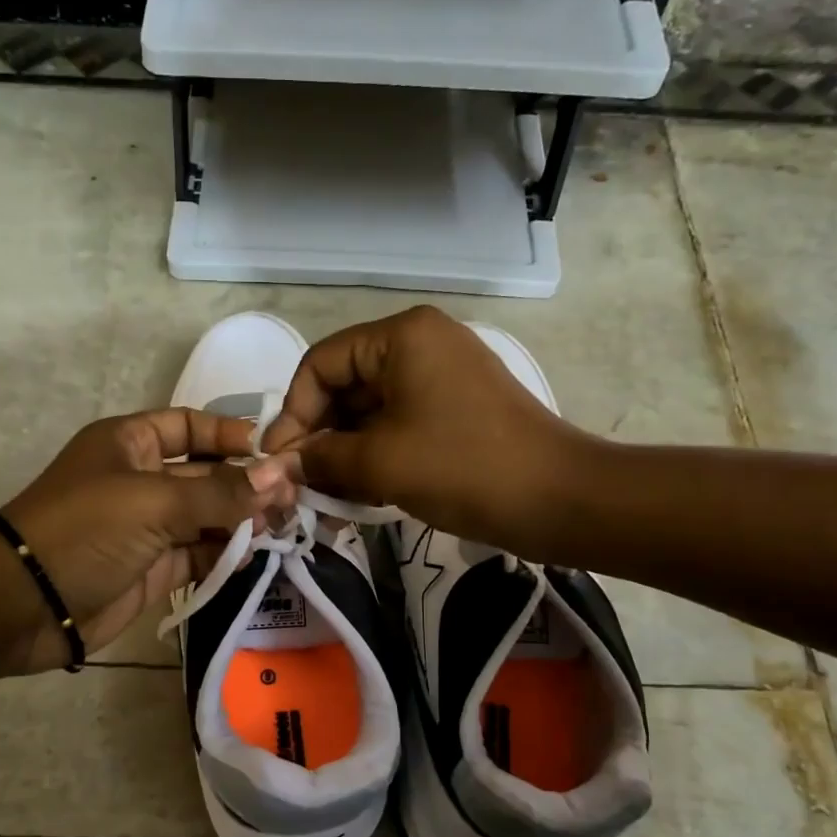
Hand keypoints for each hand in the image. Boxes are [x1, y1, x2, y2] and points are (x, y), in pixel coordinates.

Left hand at [0, 409, 294, 673]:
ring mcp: (148, 527)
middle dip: (247, 483)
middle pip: (205, 474)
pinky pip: (199, 553)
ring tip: (285, 526)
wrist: (25, 604)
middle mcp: (141, 480)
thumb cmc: (85, 529)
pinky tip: (256, 555)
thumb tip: (280, 476)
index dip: (229, 434)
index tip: (273, 449)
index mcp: (129, 444)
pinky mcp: (154, 569)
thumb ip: (220, 493)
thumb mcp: (154, 501)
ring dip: (243, 520)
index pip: (188, 426)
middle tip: (294, 497)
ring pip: (207, 517)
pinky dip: (226, 554)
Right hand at [259, 306, 582, 552]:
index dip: (294, 412)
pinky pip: (399, 425)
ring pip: (371, 411)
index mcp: (402, 337)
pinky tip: (358, 493)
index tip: (280, 461)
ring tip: (326, 497)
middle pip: (345, 385)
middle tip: (300, 485)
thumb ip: (321, 458)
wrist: (558, 499)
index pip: (321, 364)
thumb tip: (278, 464)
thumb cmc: (463, 467)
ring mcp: (442, 377)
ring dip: (345, 452)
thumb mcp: (380, 463)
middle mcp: (420, 344)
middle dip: (319, 436)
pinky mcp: (455, 409)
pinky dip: (375, 456)